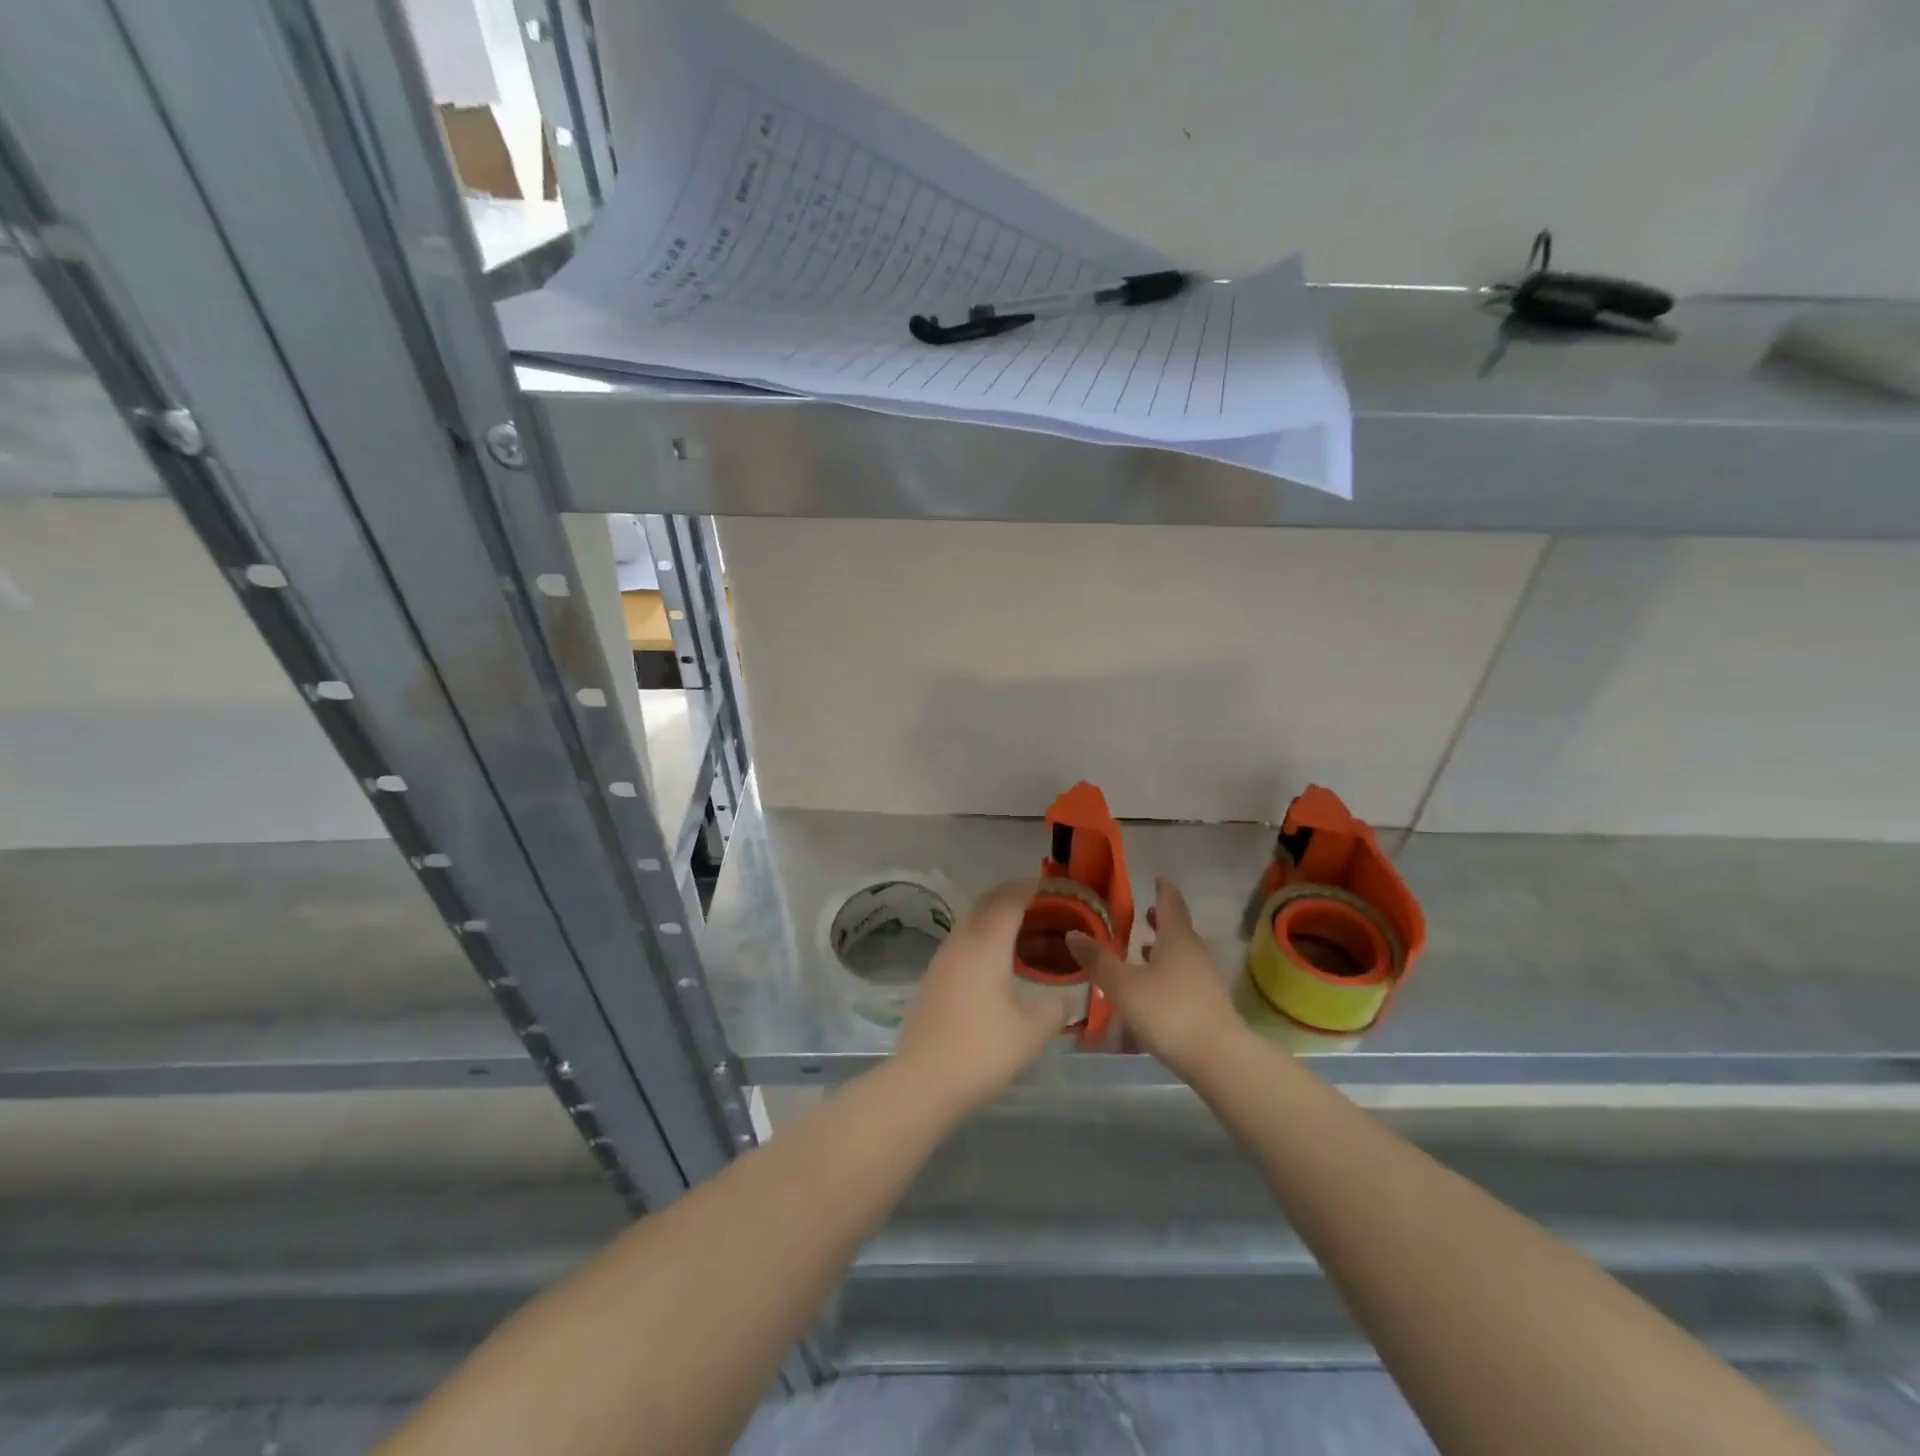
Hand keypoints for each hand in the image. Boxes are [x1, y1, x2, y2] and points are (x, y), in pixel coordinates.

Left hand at [893, 879, 1073, 1114]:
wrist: (924, 1080)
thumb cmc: (983, 1050)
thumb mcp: (1032, 1032)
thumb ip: (1054, 1008)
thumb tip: (1065, 998)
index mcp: (987, 943)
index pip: (1009, 900)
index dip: (1028, 887)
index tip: (1048, 884)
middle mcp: (962, 942)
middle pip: (985, 903)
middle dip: (1010, 895)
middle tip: (1037, 901)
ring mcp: (942, 959)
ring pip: (970, 922)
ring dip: (993, 916)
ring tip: (1021, 929)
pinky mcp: (933, 978)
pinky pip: (962, 942)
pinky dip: (982, 937)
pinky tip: (995, 960)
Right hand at [1067, 877, 1240, 1078]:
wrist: (1218, 1058)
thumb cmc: (1169, 1011)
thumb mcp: (1123, 985)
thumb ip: (1098, 960)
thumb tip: (1073, 934)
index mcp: (1177, 937)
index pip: (1171, 901)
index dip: (1162, 888)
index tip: (1155, 877)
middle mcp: (1194, 951)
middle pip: (1178, 927)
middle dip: (1160, 919)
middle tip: (1142, 913)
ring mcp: (1205, 978)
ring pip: (1181, 952)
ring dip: (1163, 946)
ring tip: (1141, 948)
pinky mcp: (1207, 1002)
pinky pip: (1184, 975)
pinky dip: (1167, 970)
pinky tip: (1152, 986)